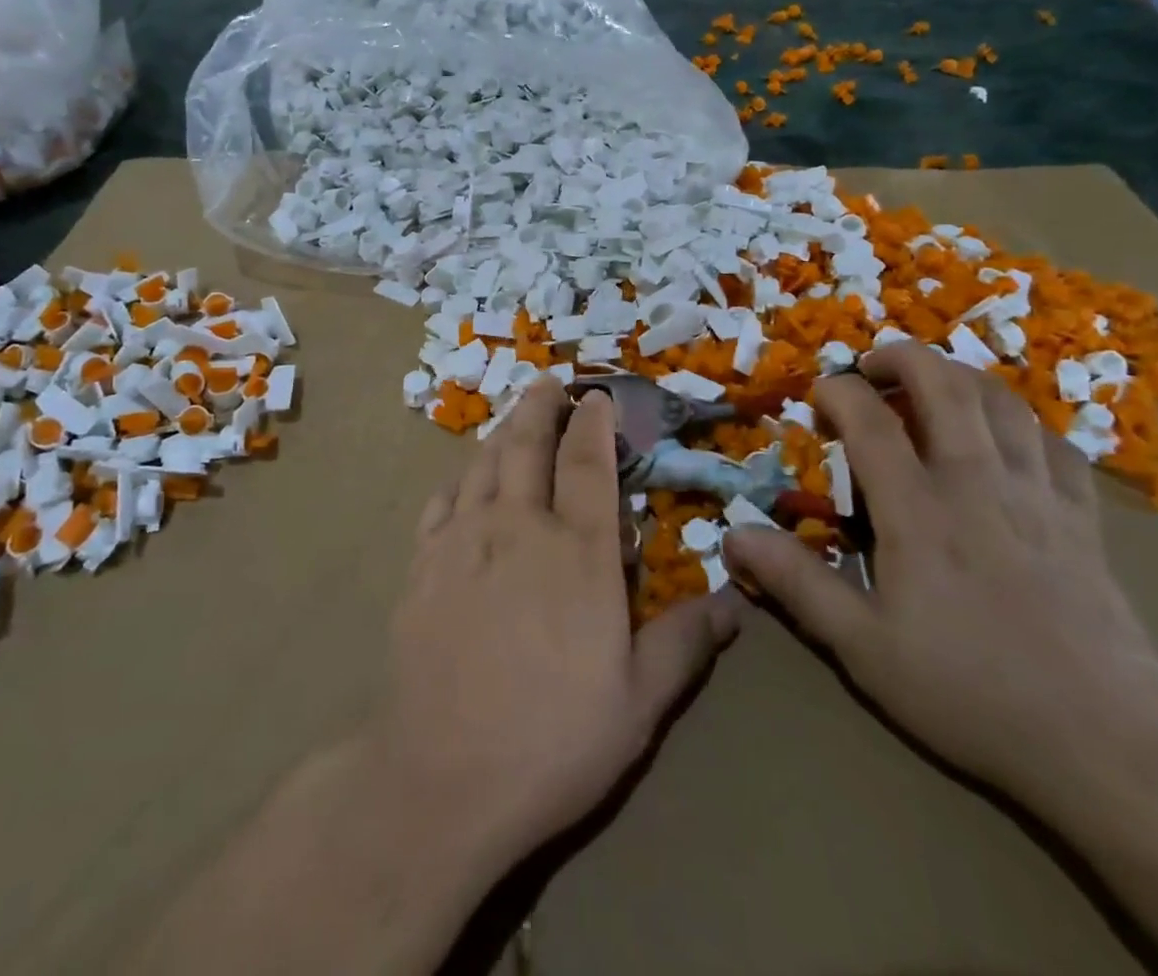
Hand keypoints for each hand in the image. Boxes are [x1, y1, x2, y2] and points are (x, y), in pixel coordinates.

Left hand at [372, 378, 740, 863]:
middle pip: (527, 445)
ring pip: (483, 464)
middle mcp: (518, 528)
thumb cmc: (553, 741)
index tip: (598, 396)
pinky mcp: (423, 565)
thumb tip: (735, 601)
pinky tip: (464, 480)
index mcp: (577, 553)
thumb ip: (685, 642)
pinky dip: (459, 478)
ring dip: (501, 432)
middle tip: (549, 383)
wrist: (442, 775)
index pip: (589, 464)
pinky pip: (442, 501)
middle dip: (540, 406)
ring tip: (514, 417)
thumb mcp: (640, 703)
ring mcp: (463, 541)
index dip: (595, 423)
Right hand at [723, 341, 1157, 807]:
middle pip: (944, 384)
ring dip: (960, 378)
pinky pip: (1056, 444)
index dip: (837, 391)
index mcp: (919, 511)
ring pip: (1003, 401)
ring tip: (932, 389)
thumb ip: (796, 583)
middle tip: (872, 367)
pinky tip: (1006, 440)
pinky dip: (1021, 423)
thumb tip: (733, 534)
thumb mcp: (863, 648)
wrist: (1112, 753)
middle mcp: (978, 484)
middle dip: (901, 357)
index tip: (817, 397)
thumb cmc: (971, 694)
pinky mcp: (1085, 521)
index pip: (869, 419)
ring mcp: (1039, 497)